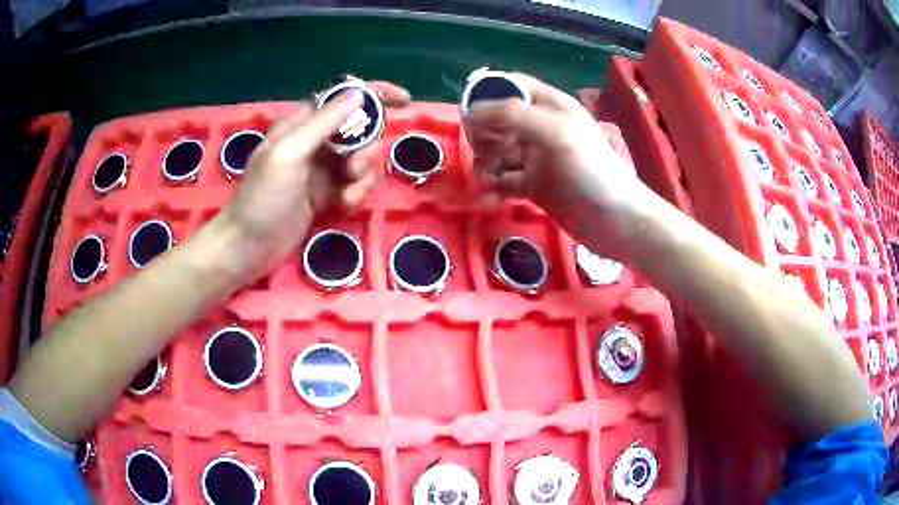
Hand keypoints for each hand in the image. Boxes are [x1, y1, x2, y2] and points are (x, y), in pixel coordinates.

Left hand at [220, 81, 410, 279]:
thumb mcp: (290, 154)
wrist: (249, 247)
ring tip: (347, 192)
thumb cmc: (263, 197)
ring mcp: (322, 169)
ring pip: (361, 158)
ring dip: (363, 174)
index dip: (374, 94)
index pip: (344, 98)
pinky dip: (356, 193)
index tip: (404, 100)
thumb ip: (323, 123)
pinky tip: (343, 205)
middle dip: (366, 147)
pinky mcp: (326, 194)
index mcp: (302, 124)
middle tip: (354, 168)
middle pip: (360, 130)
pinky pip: (355, 184)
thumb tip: (358, 94)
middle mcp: (315, 142)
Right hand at [464, 74, 646, 257]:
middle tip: (483, 153)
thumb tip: (470, 112)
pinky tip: (493, 196)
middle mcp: (542, 127)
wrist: (616, 221)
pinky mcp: (535, 185)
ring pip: (498, 150)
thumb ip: (513, 115)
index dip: (488, 95)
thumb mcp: (555, 132)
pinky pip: (504, 179)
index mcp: (551, 106)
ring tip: (486, 180)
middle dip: (484, 134)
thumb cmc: (591, 170)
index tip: (468, 116)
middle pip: (499, 119)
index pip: (512, 86)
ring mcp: (538, 157)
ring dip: (486, 162)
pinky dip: (495, 185)